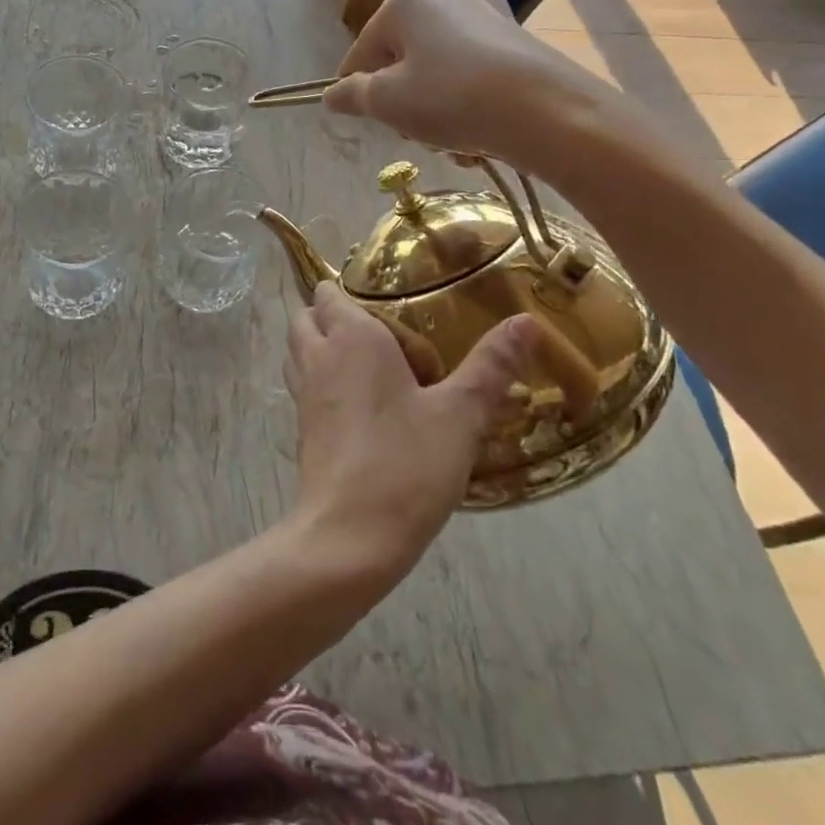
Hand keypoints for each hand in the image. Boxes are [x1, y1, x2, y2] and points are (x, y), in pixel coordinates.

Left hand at [284, 282, 539, 579]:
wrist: (348, 536)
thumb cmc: (405, 464)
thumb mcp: (460, 415)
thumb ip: (491, 366)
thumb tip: (526, 321)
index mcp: (351, 337)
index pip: (330, 291)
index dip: (349, 289)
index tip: (385, 299)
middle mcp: (319, 355)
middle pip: (307, 315)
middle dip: (329, 313)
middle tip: (378, 329)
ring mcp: (303, 392)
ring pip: (299, 349)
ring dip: (319, 344)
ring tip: (365, 360)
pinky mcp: (301, 427)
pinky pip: (303, 384)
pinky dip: (319, 379)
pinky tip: (357, 403)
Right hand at [322, 0, 629, 172]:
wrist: (548, 112)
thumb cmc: (451, 97)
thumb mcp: (388, 101)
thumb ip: (353, 95)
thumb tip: (330, 95)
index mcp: (405, 1)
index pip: (361, 52)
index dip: (359, 91)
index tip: (369, 121)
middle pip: (401, 62)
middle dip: (403, 103)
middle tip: (416, 131)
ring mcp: (483, 20)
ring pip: (435, 76)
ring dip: (435, 113)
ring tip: (453, 139)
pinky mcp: (513, 46)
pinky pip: (470, 80)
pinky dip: (467, 109)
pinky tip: (480, 136)